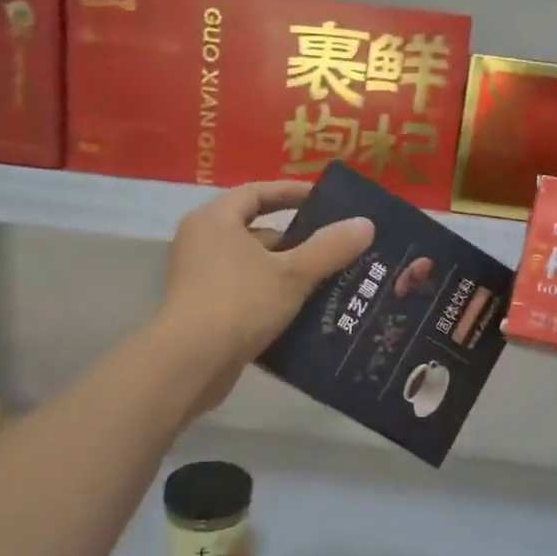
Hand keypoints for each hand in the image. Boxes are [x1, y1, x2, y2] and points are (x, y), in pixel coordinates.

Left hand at [158, 181, 375, 416]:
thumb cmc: (240, 303)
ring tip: (328, 280)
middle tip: (333, 247)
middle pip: (255, 231)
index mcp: (215, 220)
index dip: (291, 193)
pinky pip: (244, 292)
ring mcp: (198, 278)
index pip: (257, 192)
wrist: (191, 363)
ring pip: (252, 265)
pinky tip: (303, 311)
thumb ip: (329, 248)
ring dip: (286, 271)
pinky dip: (271, 296)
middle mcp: (201, 242)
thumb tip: (365, 224)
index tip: (324, 200)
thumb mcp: (292, 274)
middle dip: (296, 240)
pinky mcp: (202, 310)